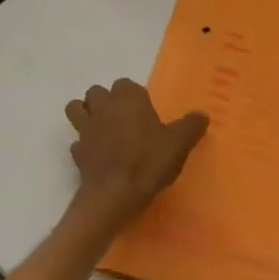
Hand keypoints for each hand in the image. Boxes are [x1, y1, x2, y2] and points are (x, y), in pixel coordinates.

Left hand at [64, 79, 207, 227]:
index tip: (145, 112)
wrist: (114, 195)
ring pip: (76, 109)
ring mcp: (86, 129)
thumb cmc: (148, 162)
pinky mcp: (77, 152)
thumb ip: (191, 126)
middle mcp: (103, 107)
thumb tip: (202, 115)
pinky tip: (97, 157)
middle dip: (106, 101)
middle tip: (123, 119)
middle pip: (96, 92)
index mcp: (128, 99)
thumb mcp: (179, 144)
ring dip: (85, 114)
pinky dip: (84, 146)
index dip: (134, 96)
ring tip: (102, 129)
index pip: (126, 84)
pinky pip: (77, 142)